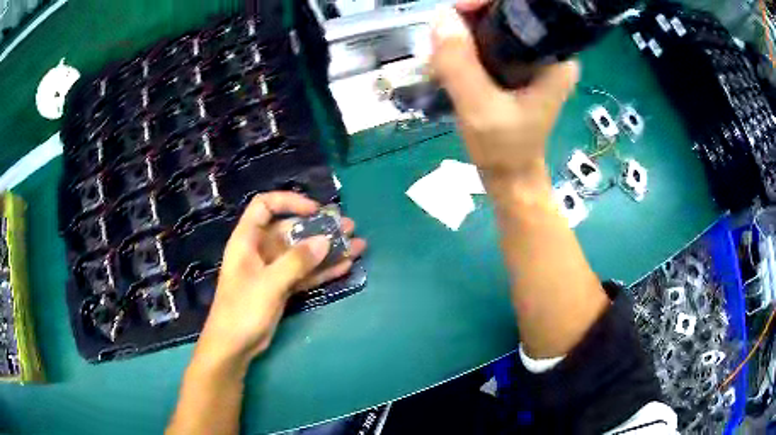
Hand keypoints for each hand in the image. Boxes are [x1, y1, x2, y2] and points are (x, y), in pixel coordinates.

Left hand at [195, 192, 365, 366]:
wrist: (234, 346)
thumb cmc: (242, 309)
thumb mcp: (268, 283)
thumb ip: (296, 262)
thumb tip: (325, 240)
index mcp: (247, 240)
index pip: (265, 206)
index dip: (289, 202)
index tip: (315, 210)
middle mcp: (260, 250)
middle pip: (291, 230)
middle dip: (319, 228)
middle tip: (348, 228)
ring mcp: (273, 270)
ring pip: (302, 253)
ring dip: (327, 250)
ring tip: (357, 245)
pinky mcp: (282, 288)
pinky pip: (305, 273)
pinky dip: (323, 270)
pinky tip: (345, 266)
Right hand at [431, 0, 578, 181]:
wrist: (510, 175)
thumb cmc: (504, 148)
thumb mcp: (479, 108)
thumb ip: (460, 63)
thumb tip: (441, 16)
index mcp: (555, 58)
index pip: (524, 8)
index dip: (488, 3)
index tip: (457, 12)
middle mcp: (548, 52)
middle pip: (506, 14)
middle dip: (470, 20)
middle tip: (443, 41)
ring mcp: (531, 58)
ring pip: (493, 26)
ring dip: (462, 34)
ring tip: (441, 58)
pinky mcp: (517, 66)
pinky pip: (488, 41)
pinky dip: (465, 46)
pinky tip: (449, 63)